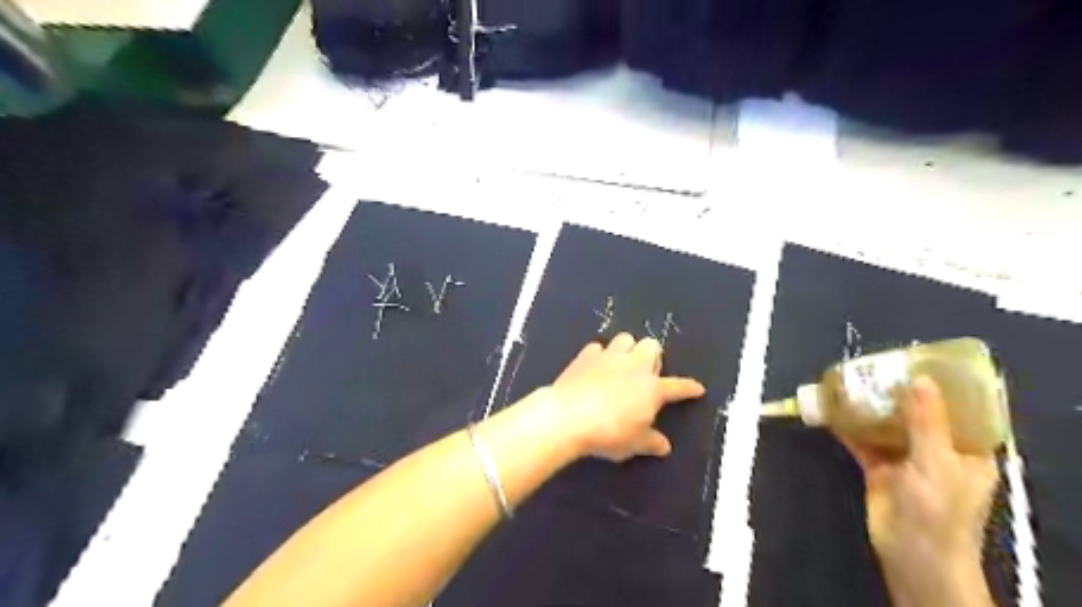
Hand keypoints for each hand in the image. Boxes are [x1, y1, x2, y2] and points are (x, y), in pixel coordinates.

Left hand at [546, 333, 706, 461]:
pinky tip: (594, 367)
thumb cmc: (608, 433)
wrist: (568, 416)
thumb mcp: (633, 444)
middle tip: (645, 373)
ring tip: (621, 364)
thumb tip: (664, 446)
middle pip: (651, 345)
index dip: (689, 388)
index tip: (697, 388)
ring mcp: (609, 357)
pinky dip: (599, 356)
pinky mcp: (586, 355)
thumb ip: (650, 442)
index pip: (677, 387)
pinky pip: (597, 348)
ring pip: (625, 338)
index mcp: (652, 389)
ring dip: (627, 349)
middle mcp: (634, 366)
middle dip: (652, 356)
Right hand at [836, 377, 995, 603]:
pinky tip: (833, 409)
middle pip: (918, 414)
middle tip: (880, 366)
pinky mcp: (879, 469)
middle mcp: (938, 451)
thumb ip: (926, 421)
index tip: (922, 362)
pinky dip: (849, 426)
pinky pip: (863, 441)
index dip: (944, 386)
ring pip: (888, 425)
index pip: (961, 410)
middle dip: (899, 392)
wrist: (911, 554)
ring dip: (871, 407)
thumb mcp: (937, 462)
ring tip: (853, 380)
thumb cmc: (938, 511)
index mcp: (967, 450)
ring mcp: (906, 460)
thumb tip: (919, 379)